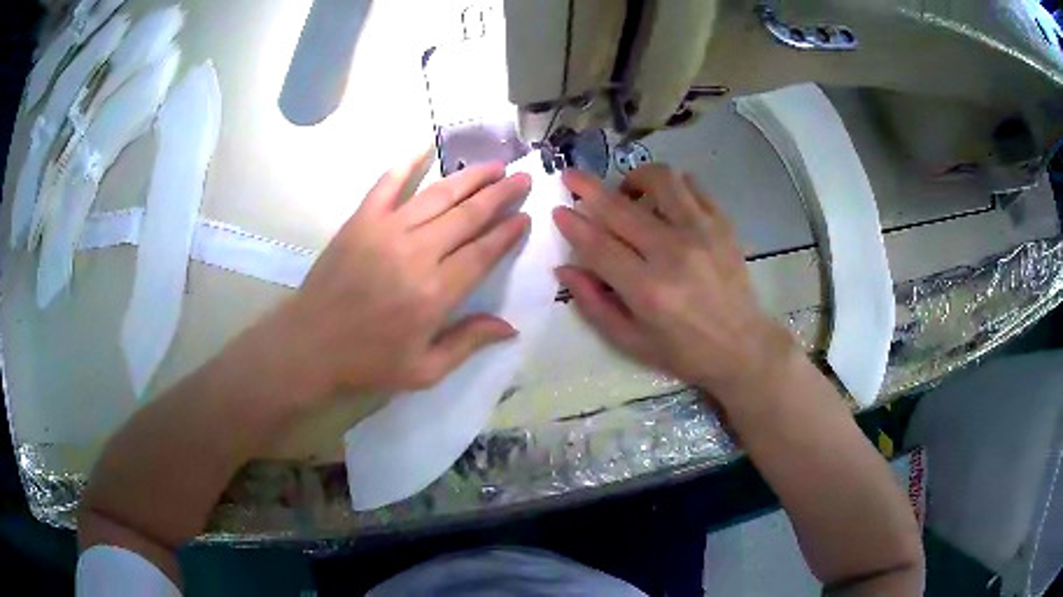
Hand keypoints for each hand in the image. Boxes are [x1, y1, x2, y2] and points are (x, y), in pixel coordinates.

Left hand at [283, 153, 530, 394]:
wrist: (310, 345)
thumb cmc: (368, 361)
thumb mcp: (424, 370)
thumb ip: (468, 343)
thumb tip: (511, 327)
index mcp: (437, 293)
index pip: (483, 252)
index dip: (508, 232)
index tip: (525, 216)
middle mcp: (417, 253)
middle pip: (468, 215)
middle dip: (500, 194)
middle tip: (522, 178)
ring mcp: (387, 231)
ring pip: (438, 195)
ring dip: (470, 177)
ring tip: (495, 164)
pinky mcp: (361, 220)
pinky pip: (387, 183)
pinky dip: (407, 162)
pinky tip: (426, 145)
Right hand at [553, 165, 794, 397]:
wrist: (742, 346)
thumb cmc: (684, 352)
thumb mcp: (631, 342)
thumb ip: (594, 304)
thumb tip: (565, 268)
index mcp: (647, 290)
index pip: (598, 245)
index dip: (572, 224)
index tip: (558, 210)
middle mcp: (673, 253)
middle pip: (620, 208)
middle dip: (587, 187)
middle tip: (572, 177)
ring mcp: (702, 233)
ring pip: (660, 180)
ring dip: (634, 178)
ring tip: (628, 192)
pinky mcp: (722, 224)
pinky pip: (692, 186)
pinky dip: (671, 186)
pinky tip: (664, 202)